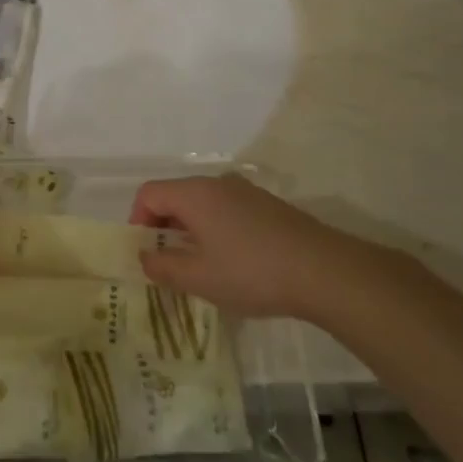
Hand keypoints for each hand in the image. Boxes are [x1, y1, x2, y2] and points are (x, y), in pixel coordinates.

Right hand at [129, 173, 368, 319]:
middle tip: (168, 264)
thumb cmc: (252, 272)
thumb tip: (145, 257)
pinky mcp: (269, 206)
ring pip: (203, 204)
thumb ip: (163, 267)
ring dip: (191, 231)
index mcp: (195, 194)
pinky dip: (216, 230)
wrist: (325, 271)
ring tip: (200, 267)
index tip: (146, 253)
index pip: (149, 193)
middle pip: (176, 196)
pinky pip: (227, 211)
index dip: (137, 221)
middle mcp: (218, 183)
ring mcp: (246, 192)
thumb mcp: (199, 278)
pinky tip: (233, 263)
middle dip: (164, 228)